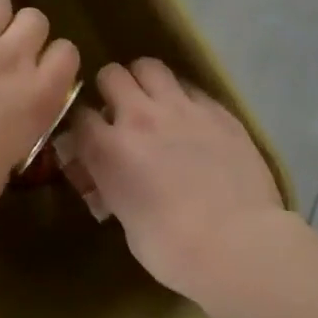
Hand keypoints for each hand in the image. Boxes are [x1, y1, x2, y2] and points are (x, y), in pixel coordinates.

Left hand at [0, 0, 81, 241]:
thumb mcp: (8, 163)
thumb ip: (19, 126)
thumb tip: (11, 115)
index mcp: (38, 96)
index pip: (66, 53)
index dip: (55, 60)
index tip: (42, 70)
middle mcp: (11, 58)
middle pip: (35, 20)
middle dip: (26, 34)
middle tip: (9, 53)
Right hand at [57, 59, 283, 298]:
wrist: (238, 245)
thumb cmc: (173, 250)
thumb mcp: (126, 222)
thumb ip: (113, 187)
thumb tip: (109, 179)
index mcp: (108, 149)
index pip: (79, 115)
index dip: (83, 125)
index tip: (90, 137)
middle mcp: (139, 117)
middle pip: (111, 75)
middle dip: (111, 90)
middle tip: (121, 110)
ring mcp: (180, 108)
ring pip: (150, 67)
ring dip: (145, 81)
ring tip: (153, 101)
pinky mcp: (216, 110)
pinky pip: (190, 87)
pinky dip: (183, 97)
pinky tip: (191, 118)